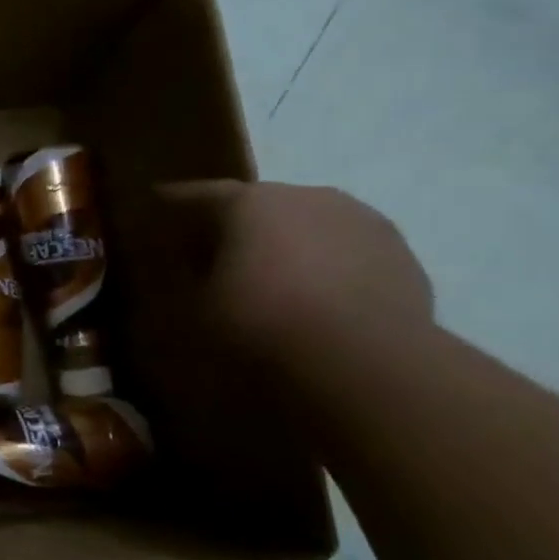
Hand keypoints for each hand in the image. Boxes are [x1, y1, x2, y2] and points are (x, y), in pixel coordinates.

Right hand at [151, 181, 433, 368]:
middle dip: (235, 227)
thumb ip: (185, 282)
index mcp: (249, 203)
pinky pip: (346, 256)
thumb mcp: (192, 310)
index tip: (156, 204)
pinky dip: (326, 270)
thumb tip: (183, 273)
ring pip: (309, 227)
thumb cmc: (258, 326)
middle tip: (213, 255)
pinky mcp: (401, 258)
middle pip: (259, 206)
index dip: (174, 202)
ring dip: (287, 247)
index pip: (199, 194)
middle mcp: (307, 197)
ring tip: (271, 281)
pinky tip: (316, 303)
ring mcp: (362, 223)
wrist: (364, 365)